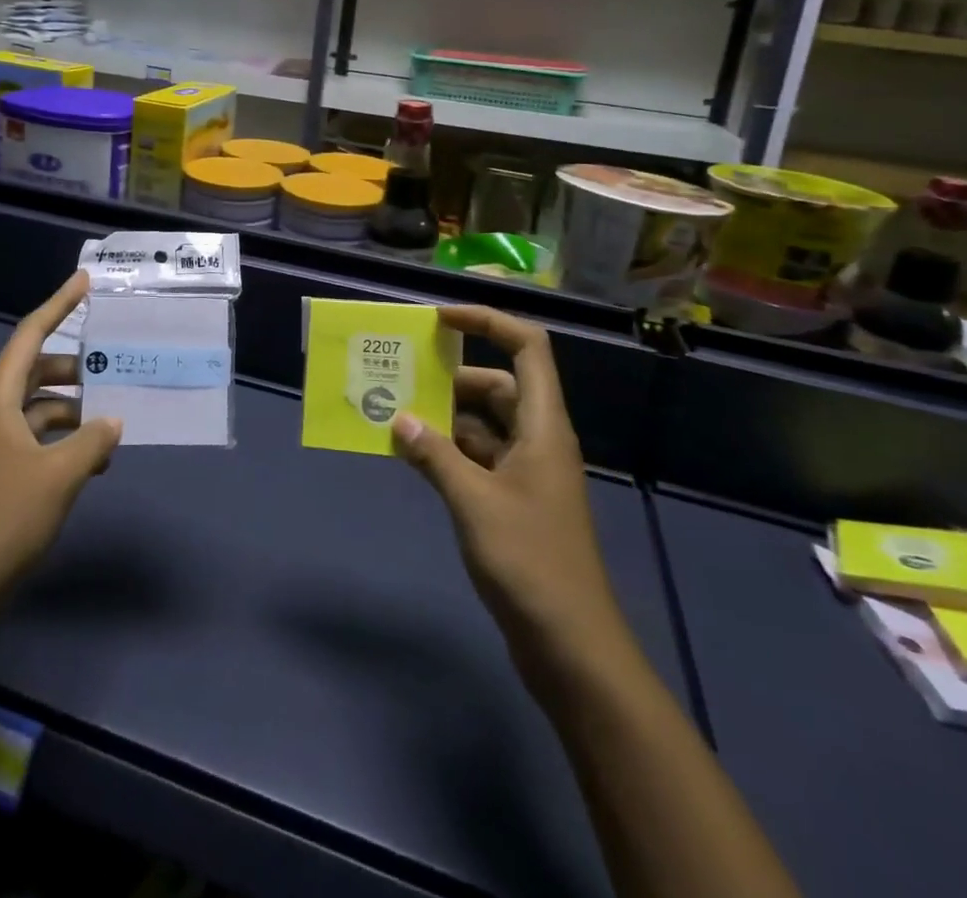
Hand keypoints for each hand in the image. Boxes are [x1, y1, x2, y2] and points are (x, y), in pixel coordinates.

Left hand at [0, 271, 120, 609]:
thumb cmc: (3, 518)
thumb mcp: (59, 475)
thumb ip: (92, 441)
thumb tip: (114, 420)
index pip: (31, 334)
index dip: (58, 304)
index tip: (85, 280)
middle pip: (37, 370)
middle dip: (76, 366)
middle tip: (114, 366)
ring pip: (39, 408)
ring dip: (75, 410)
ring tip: (114, 422)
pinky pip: (36, 439)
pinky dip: (64, 440)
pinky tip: (93, 461)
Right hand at [392, 305, 619, 656]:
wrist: (571, 646)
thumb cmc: (530, 562)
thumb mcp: (474, 502)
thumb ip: (434, 455)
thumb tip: (398, 418)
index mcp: (542, 426)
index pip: (527, 348)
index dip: (488, 322)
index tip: (441, 319)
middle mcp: (538, 440)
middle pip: (499, 385)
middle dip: (453, 377)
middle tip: (403, 375)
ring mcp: (527, 473)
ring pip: (484, 424)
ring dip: (445, 417)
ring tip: (396, 413)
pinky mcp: (514, 502)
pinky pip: (477, 458)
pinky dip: (447, 451)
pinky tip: (412, 456)